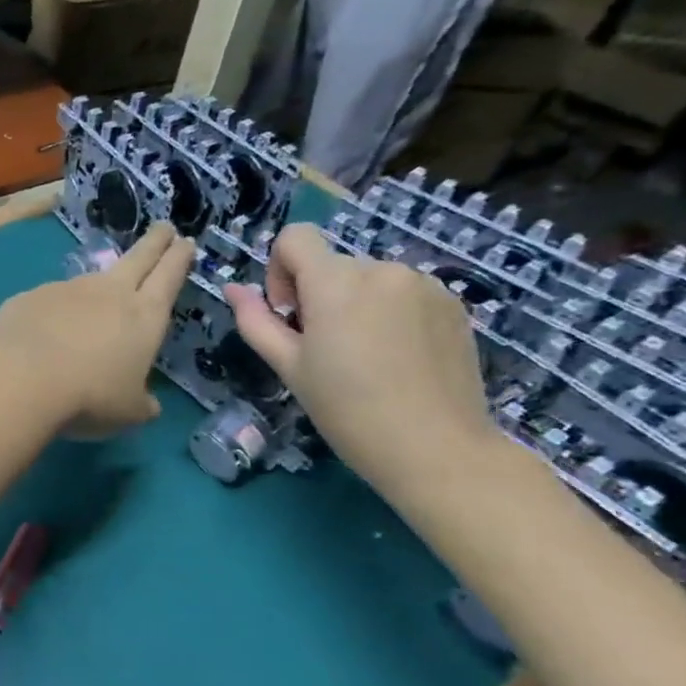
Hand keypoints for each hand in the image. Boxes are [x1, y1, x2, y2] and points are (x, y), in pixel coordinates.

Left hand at [0, 223, 193, 438]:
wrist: (20, 378)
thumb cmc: (89, 397)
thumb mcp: (128, 412)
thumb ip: (141, 403)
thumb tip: (149, 405)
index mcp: (144, 316)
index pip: (169, 276)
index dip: (178, 257)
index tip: (185, 241)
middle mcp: (108, 293)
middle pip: (138, 258)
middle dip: (154, 242)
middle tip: (163, 227)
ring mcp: (66, 290)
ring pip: (89, 281)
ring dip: (97, 287)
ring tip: (93, 306)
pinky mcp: (29, 297)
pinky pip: (48, 301)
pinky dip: (52, 311)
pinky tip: (43, 333)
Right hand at [224, 224, 500, 499]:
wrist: (435, 448)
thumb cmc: (346, 410)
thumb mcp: (289, 367)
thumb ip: (256, 321)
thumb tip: (233, 288)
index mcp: (335, 282)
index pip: (295, 237)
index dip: (280, 269)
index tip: (290, 314)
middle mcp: (381, 269)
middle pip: (332, 265)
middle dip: (320, 296)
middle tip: (327, 351)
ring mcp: (423, 284)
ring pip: (369, 280)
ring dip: (357, 305)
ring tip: (367, 358)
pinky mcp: (452, 303)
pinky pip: (405, 293)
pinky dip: (392, 314)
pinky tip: (400, 359)